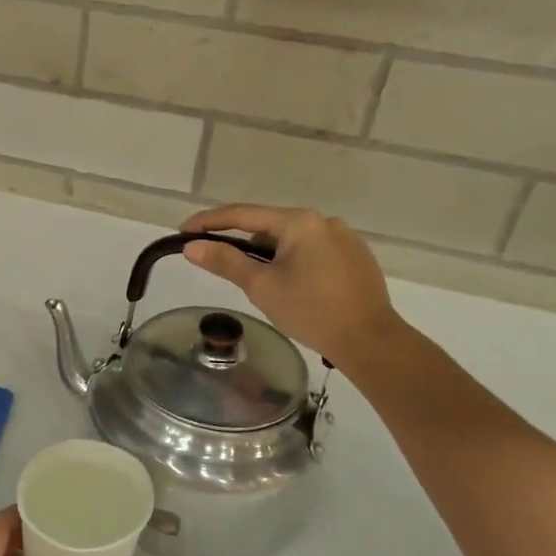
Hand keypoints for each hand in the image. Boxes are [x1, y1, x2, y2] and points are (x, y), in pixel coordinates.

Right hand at [182, 204, 403, 378]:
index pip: (242, 214)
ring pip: (293, 239)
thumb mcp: (261, 286)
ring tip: (259, 281)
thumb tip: (191, 247)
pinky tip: (294, 286)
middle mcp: (323, 221)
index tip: (184, 231)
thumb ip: (225, 261)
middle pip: (269, 225)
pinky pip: (314, 250)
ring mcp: (345, 237)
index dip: (209, 221)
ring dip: (270, 253)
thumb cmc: (311, 311)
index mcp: (298, 222)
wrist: (370, 341)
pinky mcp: (357, 256)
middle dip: (242, 240)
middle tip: (219, 261)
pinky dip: (295, 260)